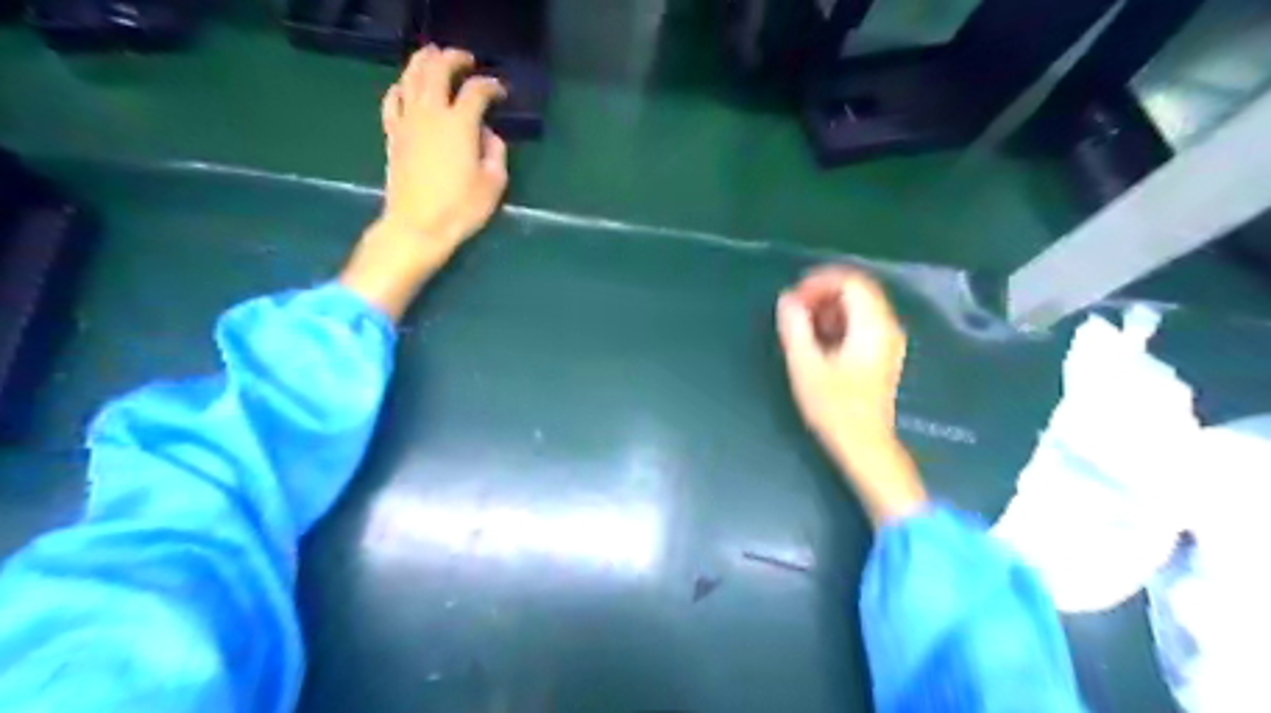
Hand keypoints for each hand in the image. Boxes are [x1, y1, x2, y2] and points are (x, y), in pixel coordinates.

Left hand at [346, 46, 509, 318]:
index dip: (491, 85)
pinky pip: (392, 100)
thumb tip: (488, 134)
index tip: (500, 92)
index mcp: (460, 124)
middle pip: (438, 70)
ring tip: (434, 56)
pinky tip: (405, 87)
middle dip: (453, 59)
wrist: (417, 226)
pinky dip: (400, 87)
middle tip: (466, 60)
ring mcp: (407, 121)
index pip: (476, 91)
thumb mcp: (494, 184)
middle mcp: (431, 113)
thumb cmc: (461, 208)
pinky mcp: (392, 134)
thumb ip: (496, 152)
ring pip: (411, 77)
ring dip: (423, 62)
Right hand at [776, 266, 925, 524]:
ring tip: (802, 328)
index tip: (794, 298)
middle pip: (858, 290)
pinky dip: (839, 322)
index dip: (820, 282)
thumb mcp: (806, 366)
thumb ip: (795, 328)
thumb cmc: (834, 408)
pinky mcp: (883, 354)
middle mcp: (887, 327)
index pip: (851, 282)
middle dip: (823, 293)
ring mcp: (889, 341)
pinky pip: (862, 323)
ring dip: (829, 308)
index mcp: (872, 326)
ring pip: (860, 306)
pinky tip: (819, 341)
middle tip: (794, 312)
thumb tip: (786, 299)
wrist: (864, 446)